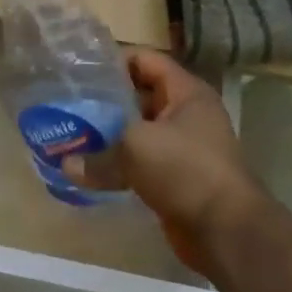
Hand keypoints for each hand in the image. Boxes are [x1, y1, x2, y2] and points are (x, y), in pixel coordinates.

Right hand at [62, 50, 268, 268]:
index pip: (146, 60)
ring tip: (72, 134)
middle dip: (105, 100)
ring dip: (109, 135)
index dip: (113, 60)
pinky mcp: (176, 178)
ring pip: (138, 132)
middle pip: (139, 96)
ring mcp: (183, 148)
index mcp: (186, 92)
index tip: (79, 70)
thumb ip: (98, 154)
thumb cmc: (185, 170)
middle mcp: (187, 115)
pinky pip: (140, 163)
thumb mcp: (136, 148)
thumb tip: (66, 165)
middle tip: (69, 104)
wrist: (226, 231)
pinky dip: (118, 164)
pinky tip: (90, 168)